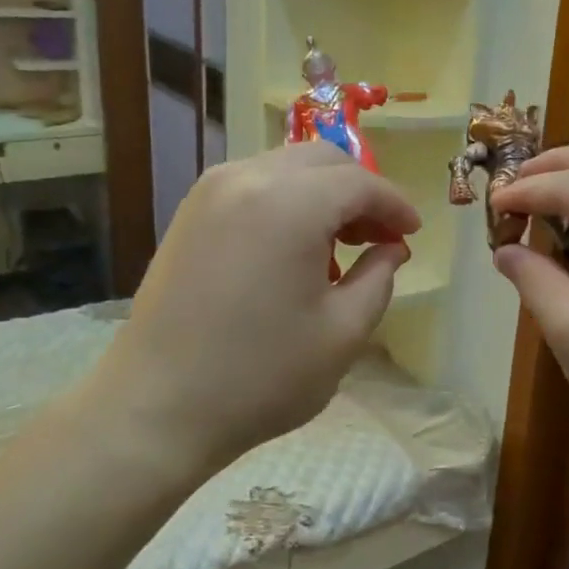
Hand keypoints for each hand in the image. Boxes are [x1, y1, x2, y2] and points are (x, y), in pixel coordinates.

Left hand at [83, 144, 419, 475]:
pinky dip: (286, 200)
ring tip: (338, 245)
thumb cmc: (260, 377)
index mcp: (290, 204)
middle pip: (322, 160)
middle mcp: (247, 178)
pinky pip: (253, 184)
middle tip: (379, 237)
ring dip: (322, 193)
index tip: (412, 233)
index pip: (359, 182)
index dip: (395, 204)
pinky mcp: (189, 212)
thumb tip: (390, 249)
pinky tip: (293, 247)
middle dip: (359, 191)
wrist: (157, 407)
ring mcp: (210, 191)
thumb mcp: (342, 334)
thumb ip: (379, 278)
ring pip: (286, 167)